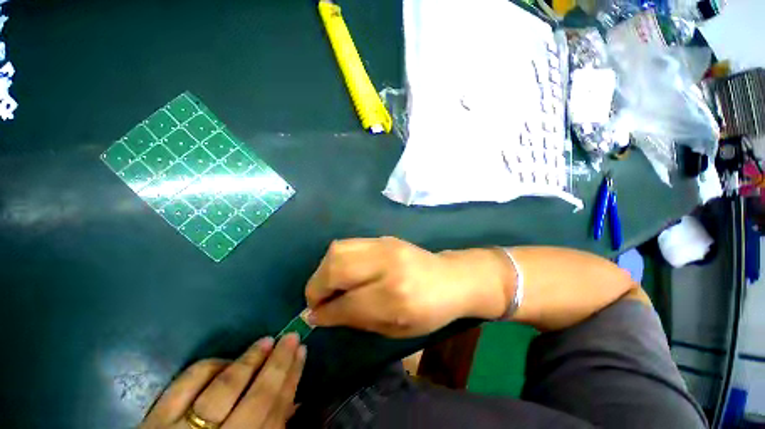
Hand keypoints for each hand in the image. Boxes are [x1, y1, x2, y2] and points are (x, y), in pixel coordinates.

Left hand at [140, 334, 305, 428]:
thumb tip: (295, 402)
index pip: (276, 410)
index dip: (292, 378)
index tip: (302, 351)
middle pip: (257, 397)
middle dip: (278, 364)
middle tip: (290, 337)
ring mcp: (184, 428)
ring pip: (223, 387)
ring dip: (248, 360)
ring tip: (266, 341)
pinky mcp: (157, 418)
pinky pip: (187, 381)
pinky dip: (210, 365)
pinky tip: (224, 360)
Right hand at [305, 237, 511, 337]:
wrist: (451, 278)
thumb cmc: (429, 311)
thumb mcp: (396, 329)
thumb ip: (356, 320)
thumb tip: (320, 315)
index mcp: (395, 297)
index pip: (346, 303)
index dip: (324, 313)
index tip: (313, 317)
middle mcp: (387, 266)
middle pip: (336, 269)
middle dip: (317, 287)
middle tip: (317, 301)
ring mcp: (385, 246)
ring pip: (338, 251)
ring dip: (324, 270)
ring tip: (328, 285)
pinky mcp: (383, 238)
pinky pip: (348, 244)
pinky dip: (336, 259)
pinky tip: (342, 271)